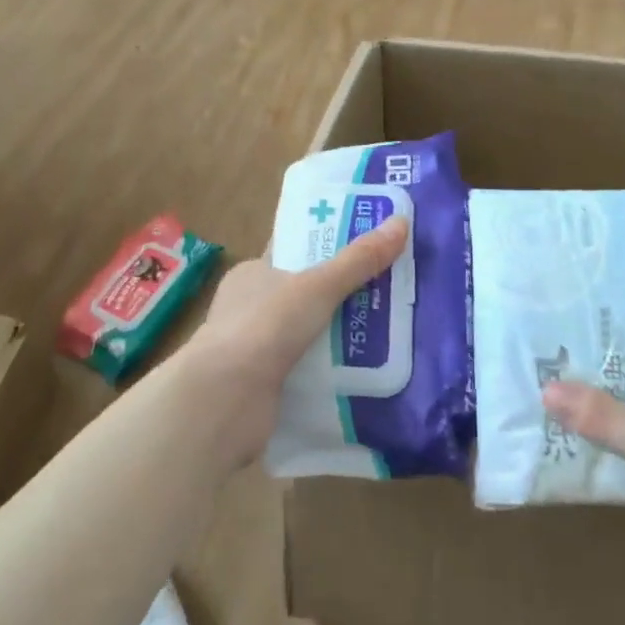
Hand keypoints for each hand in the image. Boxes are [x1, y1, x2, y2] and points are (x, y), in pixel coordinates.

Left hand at [179, 215, 407, 469]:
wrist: (224, 402)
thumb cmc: (264, 327)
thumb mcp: (318, 286)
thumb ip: (358, 260)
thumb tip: (401, 222)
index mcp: (253, 273)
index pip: (294, 251)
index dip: (328, 245)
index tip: (367, 243)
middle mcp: (251, 308)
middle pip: (306, 293)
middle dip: (343, 294)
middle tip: (390, 287)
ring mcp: (255, 349)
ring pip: (309, 334)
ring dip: (341, 335)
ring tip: (389, 329)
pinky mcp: (266, 387)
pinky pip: (308, 370)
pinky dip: (332, 370)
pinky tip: (366, 369)